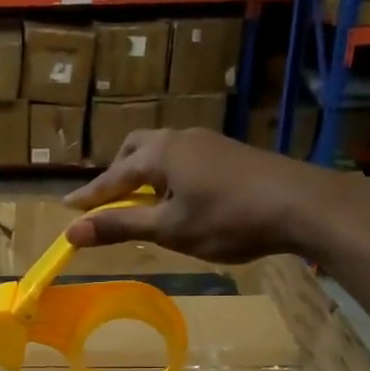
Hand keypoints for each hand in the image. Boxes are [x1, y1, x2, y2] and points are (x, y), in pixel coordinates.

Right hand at [63, 126, 341, 262]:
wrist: (302, 204)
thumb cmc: (228, 219)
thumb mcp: (169, 229)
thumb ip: (120, 226)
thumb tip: (72, 231)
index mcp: (160, 154)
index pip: (112, 177)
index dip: (89, 197)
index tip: (66, 208)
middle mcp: (181, 139)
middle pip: (136, 150)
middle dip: (117, 174)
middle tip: (109, 201)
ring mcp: (209, 142)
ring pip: (163, 153)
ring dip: (145, 175)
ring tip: (145, 204)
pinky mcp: (230, 153)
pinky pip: (185, 159)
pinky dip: (169, 177)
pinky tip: (182, 201)